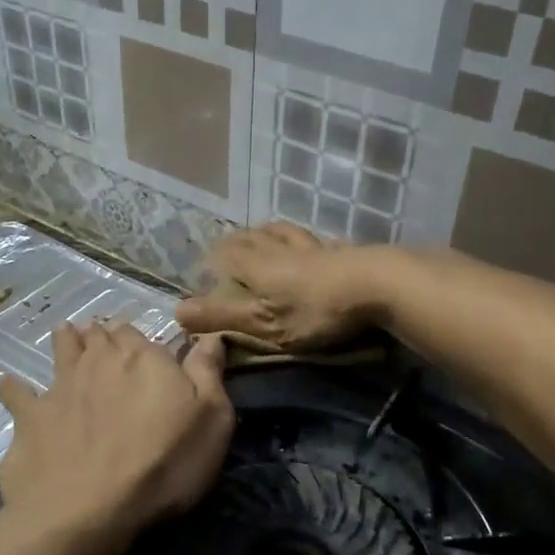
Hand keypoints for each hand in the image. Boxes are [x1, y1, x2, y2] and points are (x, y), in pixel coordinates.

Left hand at [0, 323, 232, 544]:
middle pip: (98, 338)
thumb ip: (208, 373)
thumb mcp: (211, 420)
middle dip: (100, 333)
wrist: (90, 509)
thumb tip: (210, 334)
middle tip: (100, 331)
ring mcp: (59, 388)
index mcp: (144, 359)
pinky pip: (16, 394)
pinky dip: (11, 388)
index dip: (136, 336)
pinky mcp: (29, 418)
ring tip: (64, 332)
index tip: (137, 340)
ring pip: (61, 353)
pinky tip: (5, 384)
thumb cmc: (164, 465)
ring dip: (64, 341)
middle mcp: (99, 363)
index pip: (138, 334)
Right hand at [176, 223, 379, 350]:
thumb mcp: (263, 323)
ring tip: (265, 235)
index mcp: (258, 265)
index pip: (227, 252)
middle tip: (230, 247)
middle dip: (238, 242)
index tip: (206, 263)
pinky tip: (314, 245)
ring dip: (270, 232)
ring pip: (285, 231)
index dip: (214, 257)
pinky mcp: (343, 251)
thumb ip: (222, 317)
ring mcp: (315, 246)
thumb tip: (176, 311)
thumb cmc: (314, 310)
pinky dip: (305, 241)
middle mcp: (281, 248)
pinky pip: (316, 240)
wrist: (377, 286)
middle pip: (254, 236)